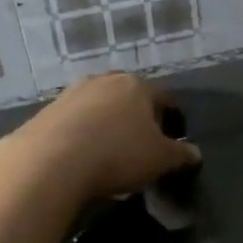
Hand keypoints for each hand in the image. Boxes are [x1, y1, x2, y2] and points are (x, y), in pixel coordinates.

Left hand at [5, 73, 200, 205]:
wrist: (50, 162)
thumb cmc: (118, 154)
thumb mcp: (161, 160)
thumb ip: (182, 155)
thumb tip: (195, 153)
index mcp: (137, 86)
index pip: (164, 99)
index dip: (172, 120)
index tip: (173, 141)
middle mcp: (105, 80)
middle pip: (130, 99)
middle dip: (138, 120)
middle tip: (142, 147)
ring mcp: (72, 93)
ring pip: (101, 109)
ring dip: (108, 126)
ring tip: (111, 154)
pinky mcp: (47, 111)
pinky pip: (76, 122)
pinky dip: (84, 136)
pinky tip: (84, 157)